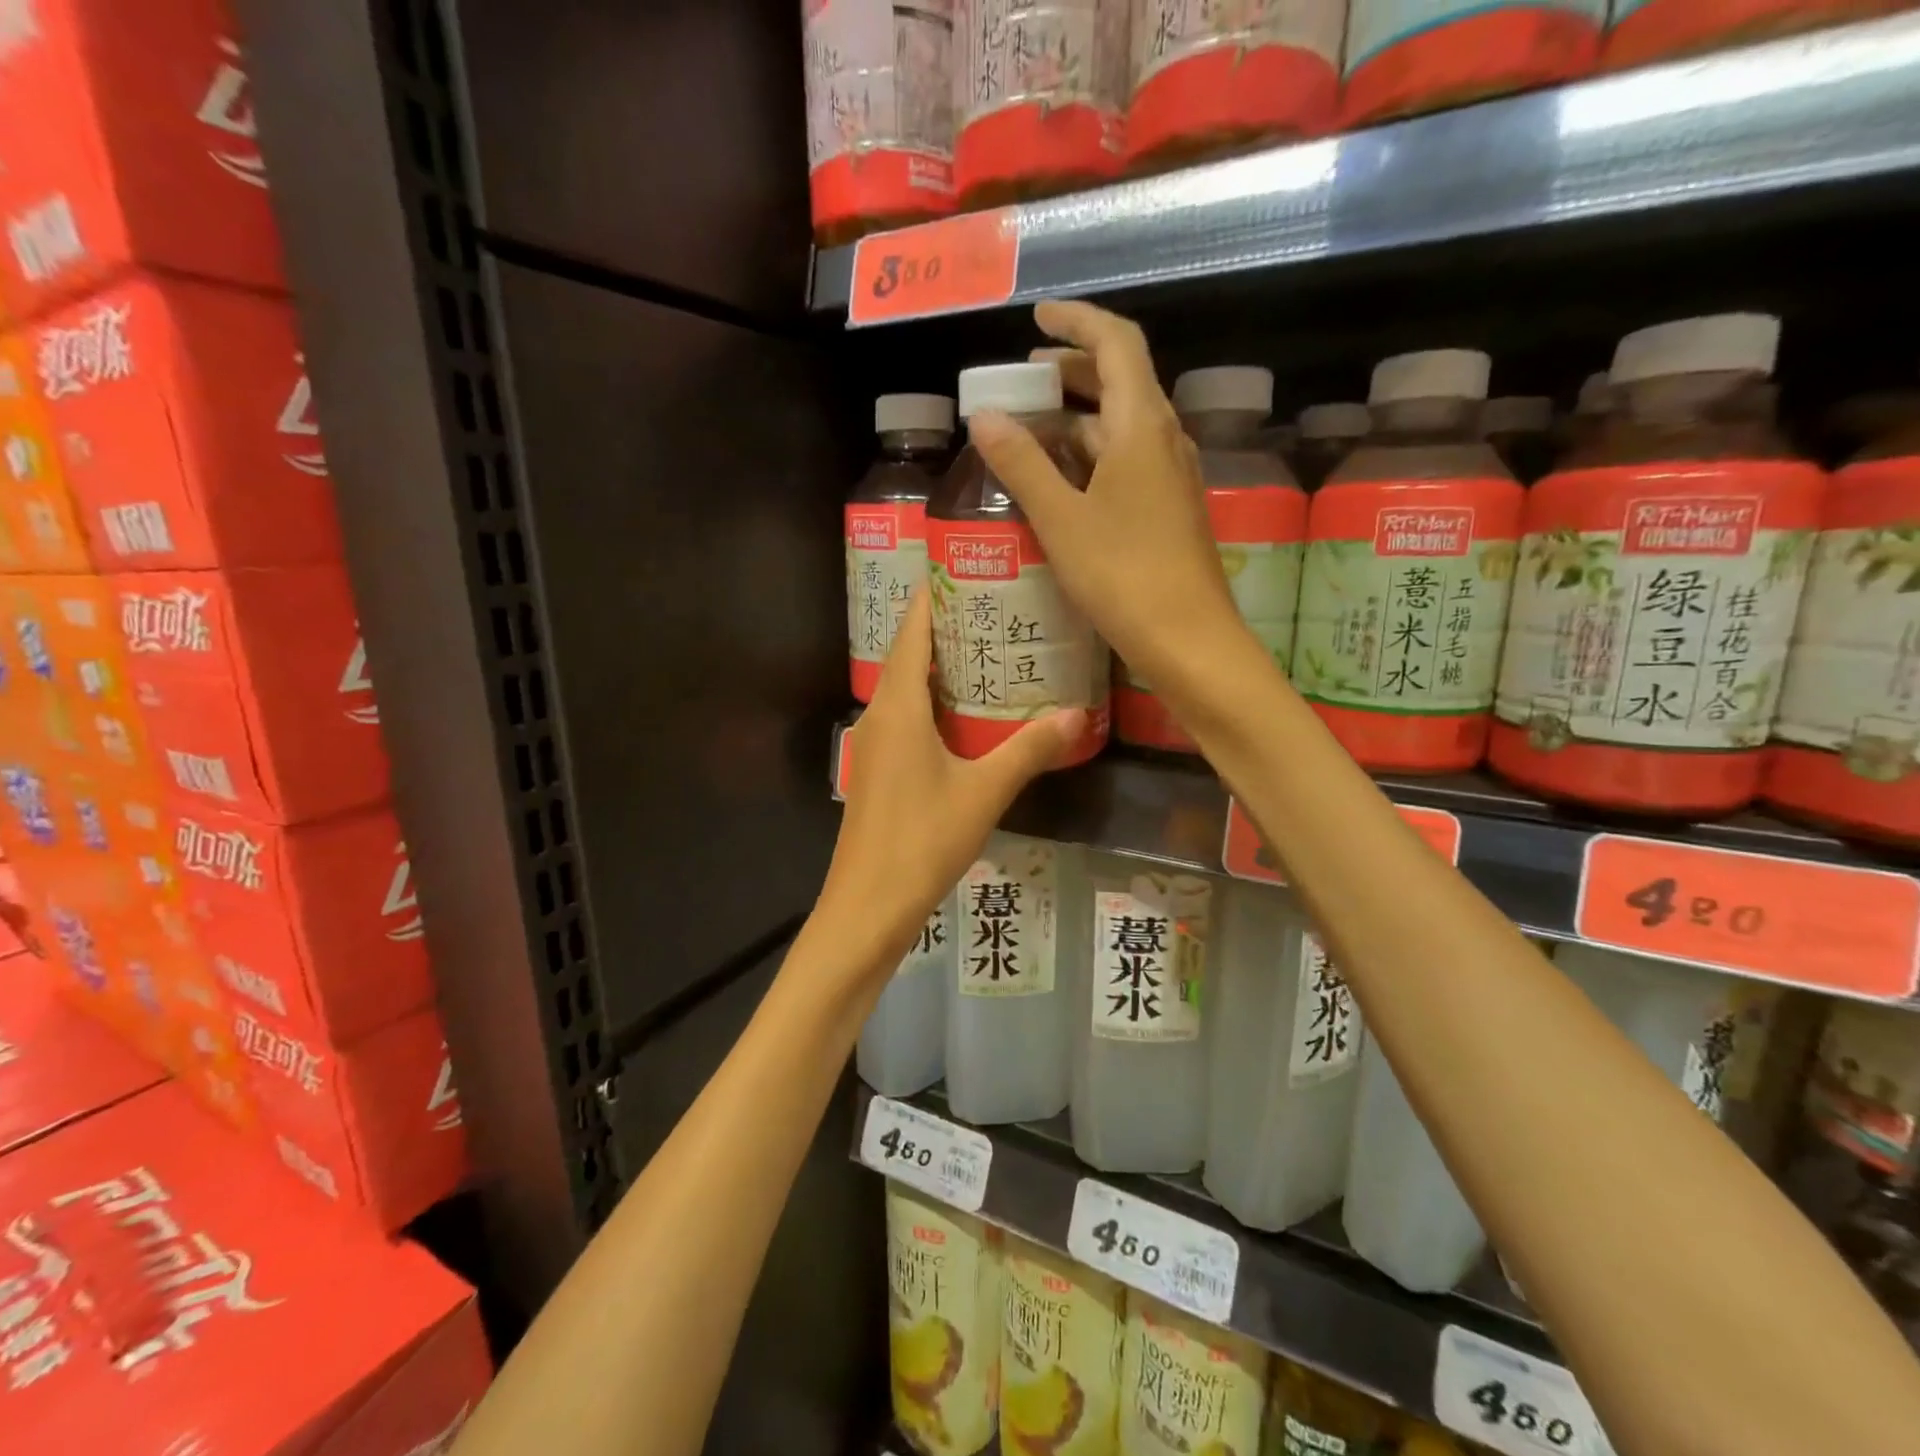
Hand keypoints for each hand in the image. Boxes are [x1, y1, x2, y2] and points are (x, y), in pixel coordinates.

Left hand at [820, 590, 1084, 981]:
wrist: (867, 905)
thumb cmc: (922, 840)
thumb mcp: (984, 791)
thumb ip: (1029, 750)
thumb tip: (1077, 715)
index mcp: (898, 705)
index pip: (913, 629)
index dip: (937, 594)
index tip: (974, 568)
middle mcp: (880, 713)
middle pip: (911, 653)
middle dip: (950, 627)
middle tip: (1002, 608)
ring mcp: (876, 743)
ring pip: (909, 688)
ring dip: (945, 667)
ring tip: (995, 652)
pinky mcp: (881, 769)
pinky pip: (909, 717)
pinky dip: (939, 702)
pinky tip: (972, 716)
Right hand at [967, 300, 1250, 702]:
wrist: (1189, 639)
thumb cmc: (1123, 575)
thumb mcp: (1061, 519)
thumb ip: (1022, 465)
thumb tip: (985, 417)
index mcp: (1141, 425)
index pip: (1115, 344)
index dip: (1077, 322)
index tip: (1037, 320)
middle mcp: (1164, 438)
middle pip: (1121, 381)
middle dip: (1072, 371)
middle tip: (1025, 379)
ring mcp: (1172, 475)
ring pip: (1123, 425)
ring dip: (1079, 418)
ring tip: (1032, 429)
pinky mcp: (1170, 508)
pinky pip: (1129, 461)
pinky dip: (1093, 455)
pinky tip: (1063, 480)